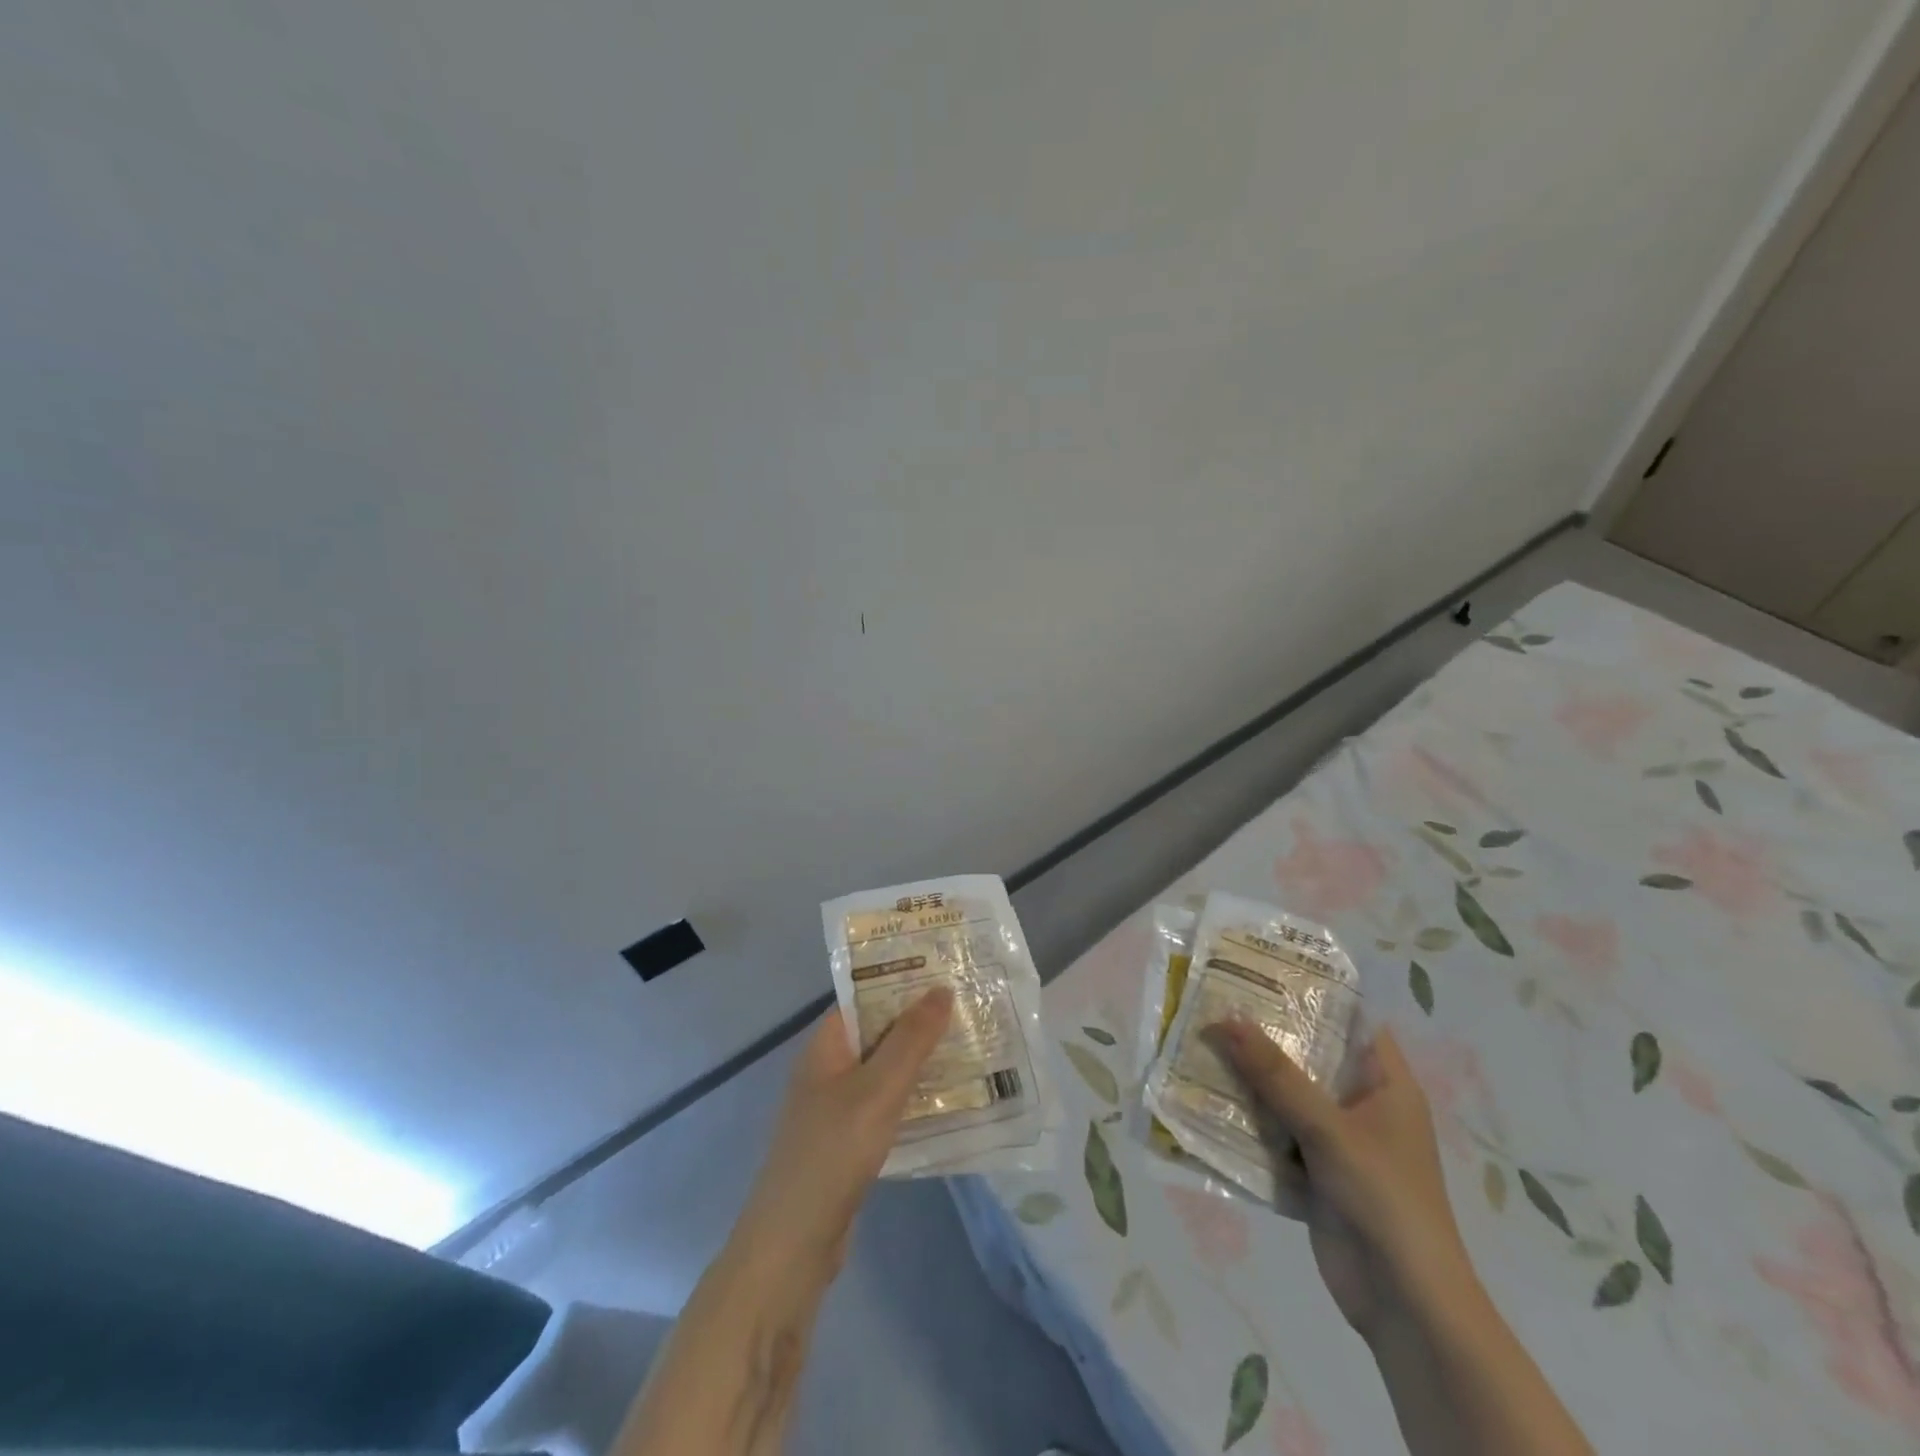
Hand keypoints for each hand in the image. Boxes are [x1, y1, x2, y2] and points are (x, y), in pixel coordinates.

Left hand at [733, 988, 953, 1273]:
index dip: (901, 981)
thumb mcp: (877, 1089)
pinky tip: (951, 1099)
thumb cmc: (833, 1152)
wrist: (793, 1245)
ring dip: (922, 1060)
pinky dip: (915, 1097)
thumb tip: (942, 989)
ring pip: (886, 1070)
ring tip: (972, 1045)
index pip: (864, 997)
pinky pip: (888, 1105)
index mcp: (825, 1046)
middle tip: (970, 1007)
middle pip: (879, 1032)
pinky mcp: (850, 1142)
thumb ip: (911, 1040)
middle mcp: (829, 1069)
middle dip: (920, 1021)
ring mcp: (838, 1108)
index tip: (945, 972)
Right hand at [1206, 1020, 1471, 1336]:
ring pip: (1285, 1096)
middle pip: (1308, 1057)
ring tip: (1197, 1043)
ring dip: (1247, 1079)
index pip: (1349, 1020)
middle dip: (1263, 1036)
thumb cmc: (1384, 1200)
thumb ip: (1276, 1075)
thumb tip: (1227, 1019)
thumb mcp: (1329, 1129)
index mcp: (1384, 1084)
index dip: (1309, 993)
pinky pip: (1274, 1134)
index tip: (1259, 970)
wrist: (1404, 1306)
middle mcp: (1361, 1105)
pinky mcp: (1314, 1173)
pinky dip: (1245, 1122)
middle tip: (1213, 1002)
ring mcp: (1336, 1141)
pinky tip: (1203, 1102)